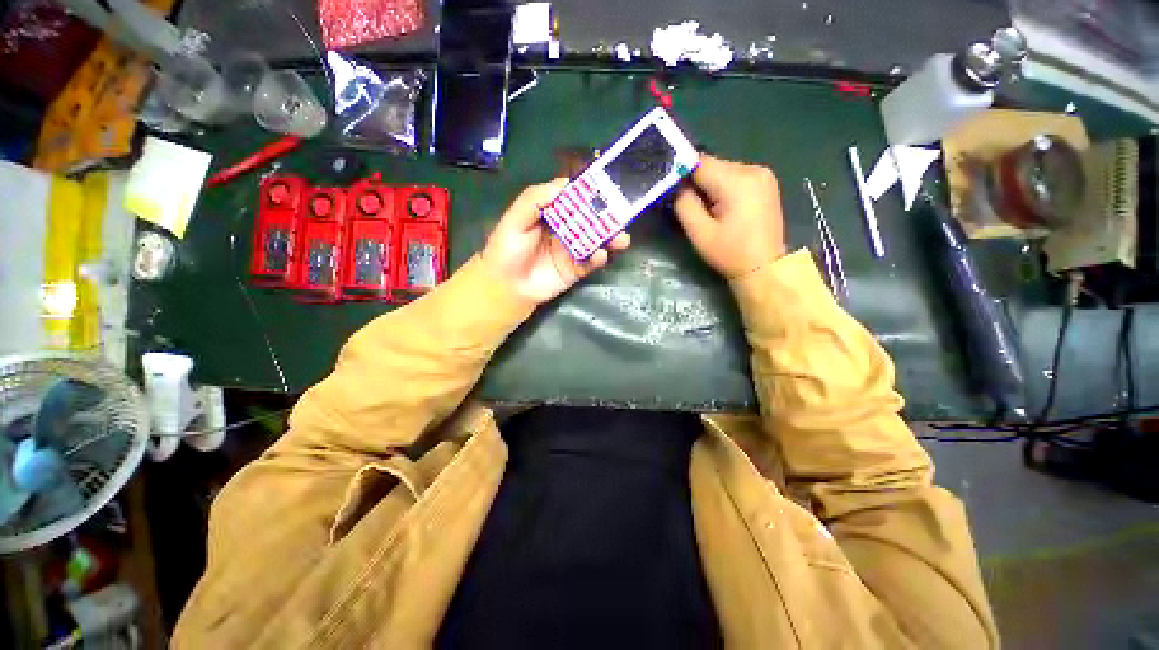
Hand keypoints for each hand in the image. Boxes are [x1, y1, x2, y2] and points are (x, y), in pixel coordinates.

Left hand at [482, 179, 630, 304]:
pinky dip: (598, 259)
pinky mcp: (575, 270)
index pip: (574, 200)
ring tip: (621, 239)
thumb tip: (564, 184)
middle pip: (591, 220)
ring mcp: (572, 251)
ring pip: (596, 241)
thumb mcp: (515, 218)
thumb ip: (535, 199)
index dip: (589, 193)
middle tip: (622, 215)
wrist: (505, 285)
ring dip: (610, 239)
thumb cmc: (506, 249)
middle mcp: (566, 230)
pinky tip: (600, 256)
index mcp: (553, 214)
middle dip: (607, 217)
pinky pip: (590, 263)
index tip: (606, 188)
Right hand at [674, 155, 785, 277]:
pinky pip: (736, 177)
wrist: (765, 268)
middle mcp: (753, 169)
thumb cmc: (730, 253)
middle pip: (712, 166)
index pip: (700, 163)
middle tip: (695, 209)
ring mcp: (763, 174)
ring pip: (723, 171)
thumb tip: (678, 187)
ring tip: (711, 212)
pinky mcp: (766, 182)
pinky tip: (725, 208)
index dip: (683, 175)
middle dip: (699, 184)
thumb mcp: (699, 233)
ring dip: (712, 187)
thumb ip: (684, 204)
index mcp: (737, 181)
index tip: (675, 193)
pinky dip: (725, 189)